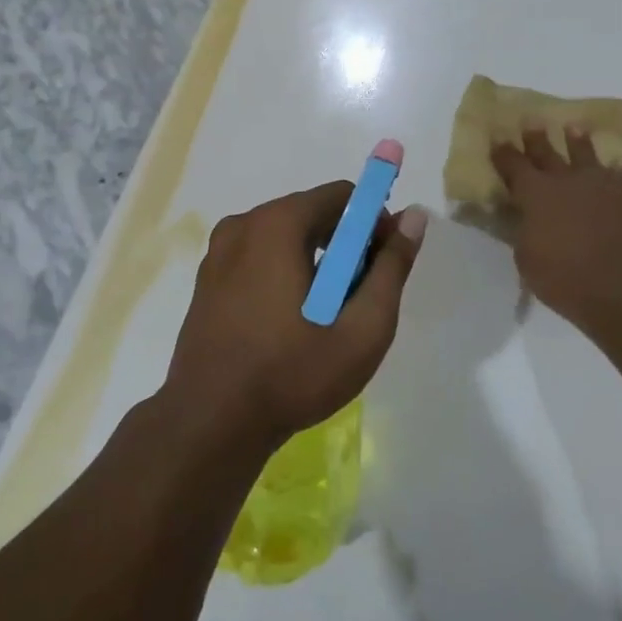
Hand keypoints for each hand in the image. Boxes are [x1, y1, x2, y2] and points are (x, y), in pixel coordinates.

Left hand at [164, 183, 427, 451]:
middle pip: (311, 214)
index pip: (341, 195)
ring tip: (328, 315)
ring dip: (316, 262)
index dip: (373, 221)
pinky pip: (259, 257)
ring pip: (284, 237)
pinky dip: (284, 273)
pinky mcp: (207, 280)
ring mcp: (218, 253)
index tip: (384, 263)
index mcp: (277, 224)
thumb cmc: (293, 374)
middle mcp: (243, 224)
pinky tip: (291, 321)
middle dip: (345, 245)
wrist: (210, 424)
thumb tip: (414, 217)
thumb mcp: (362, 327)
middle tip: (360, 296)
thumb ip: (391, 267)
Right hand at [492, 126, 621, 334]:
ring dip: (577, 141)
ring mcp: (598, 186)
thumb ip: (522, 228)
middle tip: (530, 122)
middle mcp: (565, 180)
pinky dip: (615, 171)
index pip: (513, 165)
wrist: (617, 290)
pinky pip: (619, 177)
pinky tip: (617, 165)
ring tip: (574, 127)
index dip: (503, 152)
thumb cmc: (560, 277)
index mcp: (535, 193)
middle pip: (546, 152)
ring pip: (585, 155)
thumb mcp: (525, 256)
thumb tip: (521, 214)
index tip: (497, 139)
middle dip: (535, 138)